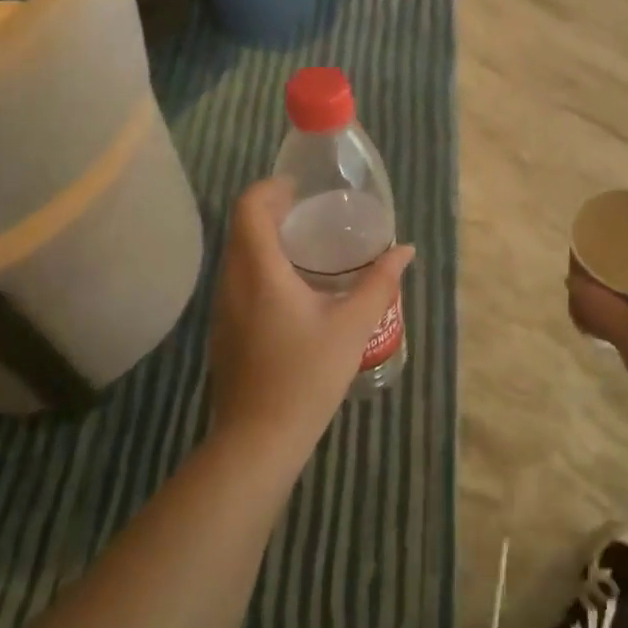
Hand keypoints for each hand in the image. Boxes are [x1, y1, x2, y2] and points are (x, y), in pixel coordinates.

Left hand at [206, 178, 415, 464]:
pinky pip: (237, 280)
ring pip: (237, 255)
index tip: (300, 187)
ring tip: (305, 245)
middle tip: (310, 211)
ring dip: (264, 239)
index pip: (249, 208)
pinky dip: (260, 266)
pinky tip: (291, 288)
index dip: (271, 188)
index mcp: (259, 271)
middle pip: (241, 227)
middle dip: (271, 210)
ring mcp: (222, 308)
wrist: (258, 440)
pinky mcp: (223, 330)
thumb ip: (380, 282)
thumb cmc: (306, 376)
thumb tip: (405, 250)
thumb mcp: (352, 326)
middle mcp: (232, 282)